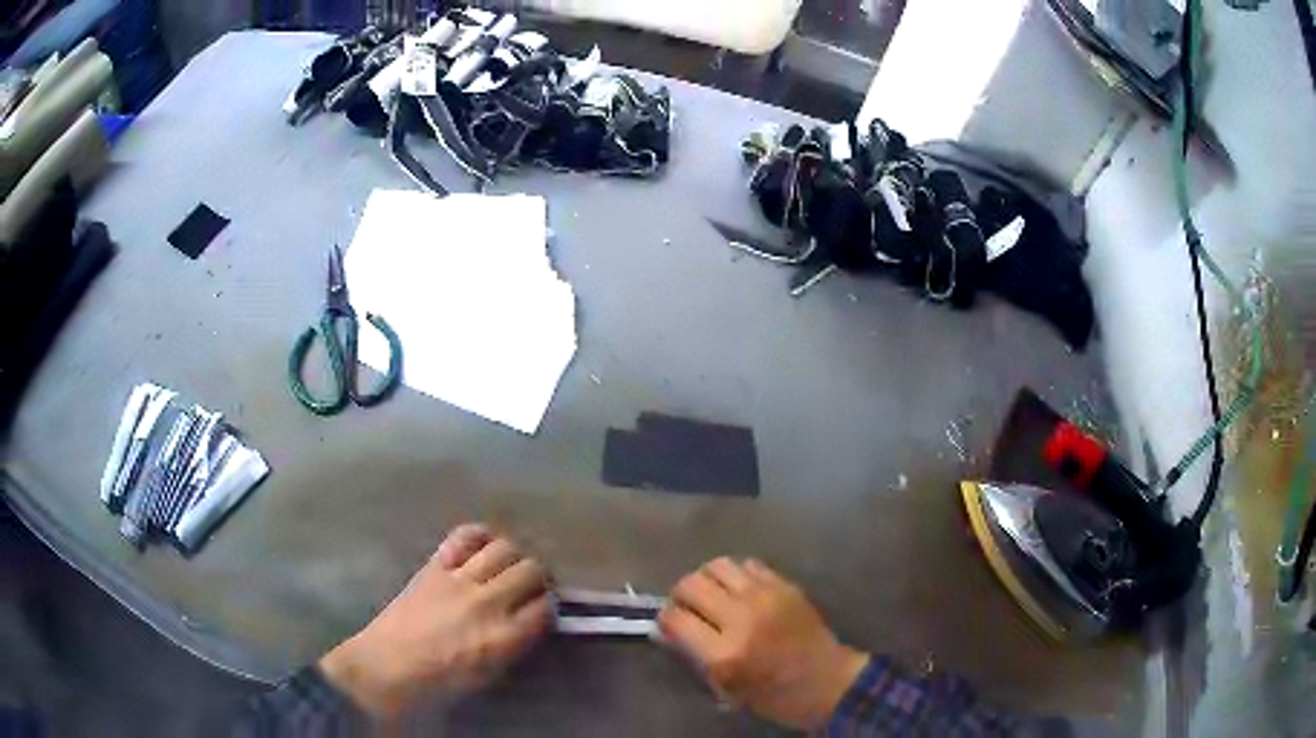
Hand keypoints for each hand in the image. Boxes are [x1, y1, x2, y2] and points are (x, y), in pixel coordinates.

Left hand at [319, 524, 552, 716]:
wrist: (387, 666)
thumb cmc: (439, 682)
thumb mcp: (489, 674)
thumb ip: (514, 645)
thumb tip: (530, 622)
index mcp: (503, 637)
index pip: (545, 607)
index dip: (549, 607)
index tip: (543, 611)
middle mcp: (487, 602)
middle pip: (531, 570)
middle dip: (538, 578)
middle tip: (530, 587)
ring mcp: (459, 579)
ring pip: (505, 548)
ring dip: (513, 557)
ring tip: (507, 567)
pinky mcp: (434, 565)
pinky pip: (465, 536)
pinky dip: (479, 537)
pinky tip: (481, 548)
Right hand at [658, 558, 867, 729]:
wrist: (828, 681)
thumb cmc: (774, 695)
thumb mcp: (726, 687)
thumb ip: (695, 656)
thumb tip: (669, 630)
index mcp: (724, 653)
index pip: (675, 619)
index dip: (665, 620)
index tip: (668, 624)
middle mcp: (741, 618)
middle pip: (691, 584)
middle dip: (681, 595)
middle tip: (688, 608)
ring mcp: (765, 597)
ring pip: (717, 565)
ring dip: (706, 579)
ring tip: (712, 594)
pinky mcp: (785, 585)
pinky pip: (748, 564)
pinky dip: (736, 575)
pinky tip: (740, 590)